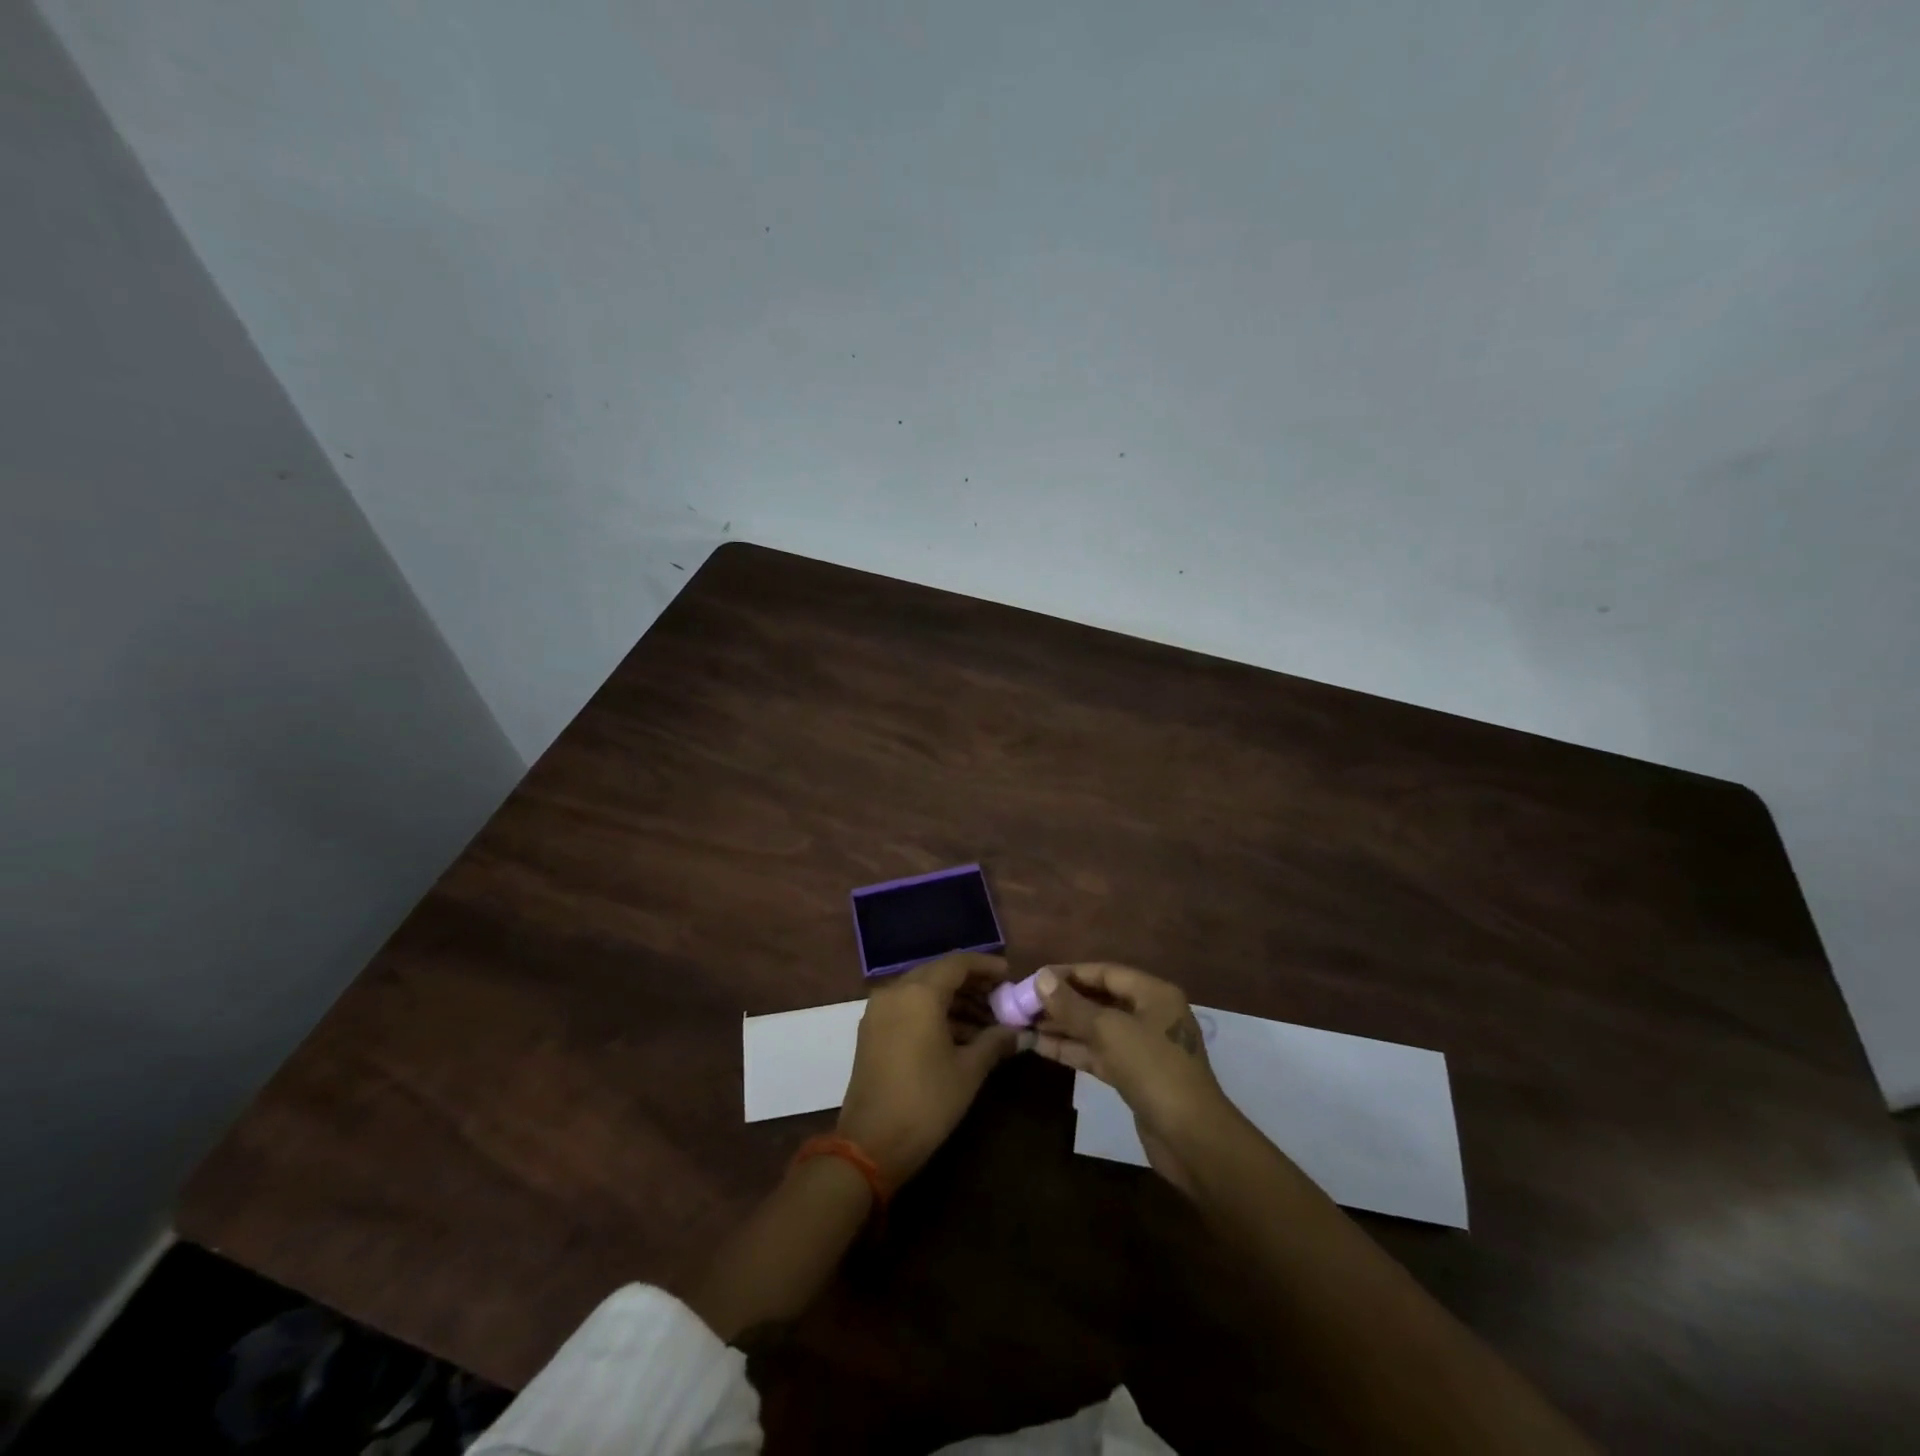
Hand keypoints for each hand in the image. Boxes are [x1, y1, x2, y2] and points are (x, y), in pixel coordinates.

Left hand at [836, 952, 1020, 1188]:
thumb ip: (995, 1041)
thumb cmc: (926, 1102)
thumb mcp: (969, 1071)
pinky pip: (908, 1007)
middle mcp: (895, 991)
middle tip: (1000, 1000)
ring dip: (953, 1000)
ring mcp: (879, 1010)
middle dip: (971, 984)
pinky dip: (933, 1012)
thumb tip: (1018, 1032)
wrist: (871, 1144)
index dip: (986, 966)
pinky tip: (958, 1034)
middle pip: (939, 973)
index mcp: (919, 993)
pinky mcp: (872, 1030)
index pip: (958, 963)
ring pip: (922, 990)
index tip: (1010, 976)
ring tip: (985, 1022)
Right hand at [1031, 962, 1237, 1194]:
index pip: (1105, 972)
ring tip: (1024, 1023)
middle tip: (1024, 1003)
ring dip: (1063, 1026)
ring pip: (1096, 1029)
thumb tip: (1040, 978)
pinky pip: (1098, 1053)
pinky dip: (1072, 1049)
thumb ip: (1072, 1005)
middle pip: (1100, 999)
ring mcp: (1143, 1047)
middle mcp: (1150, 1014)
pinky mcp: (1134, 1076)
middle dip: (1062, 1002)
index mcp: (1153, 993)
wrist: (1191, 1137)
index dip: (1068, 974)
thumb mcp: (1108, 1030)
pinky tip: (1040, 1047)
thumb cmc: (1152, 1069)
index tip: (1034, 978)